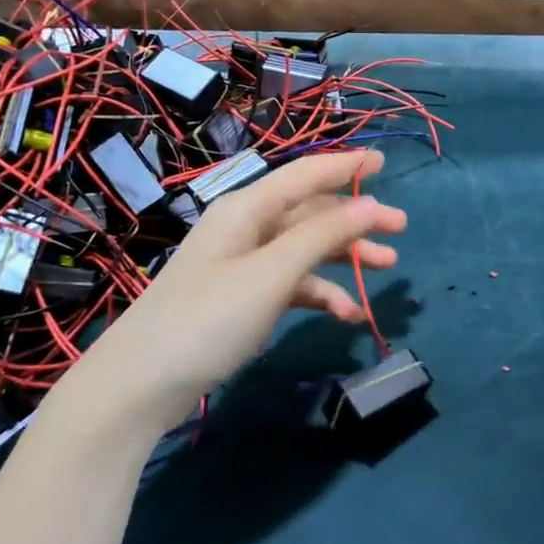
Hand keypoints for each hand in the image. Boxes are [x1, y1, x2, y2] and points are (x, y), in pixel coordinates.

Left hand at [75, 149, 405, 427]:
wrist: (142, 382)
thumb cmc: (210, 317)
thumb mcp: (273, 272)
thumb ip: (323, 234)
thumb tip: (371, 202)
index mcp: (248, 209)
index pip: (305, 175)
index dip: (346, 165)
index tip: (385, 161)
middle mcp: (245, 229)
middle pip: (310, 212)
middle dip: (355, 218)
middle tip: (401, 228)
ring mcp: (242, 266)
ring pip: (304, 250)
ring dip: (344, 258)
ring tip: (387, 269)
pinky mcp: (241, 299)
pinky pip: (290, 285)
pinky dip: (319, 294)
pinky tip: (346, 314)